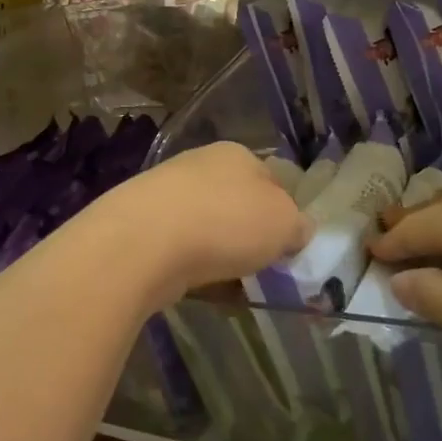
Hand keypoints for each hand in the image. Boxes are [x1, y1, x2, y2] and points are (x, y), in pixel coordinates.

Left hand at [82, 143, 311, 312]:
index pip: (272, 179)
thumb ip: (297, 225)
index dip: (284, 212)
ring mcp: (167, 192)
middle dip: (249, 233)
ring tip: (232, 283)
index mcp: (238, 154)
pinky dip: (193, 265)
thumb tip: (297, 230)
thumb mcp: (284, 223)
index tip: (288, 245)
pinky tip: (200, 286)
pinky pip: (182, 247)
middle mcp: (201, 164)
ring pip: (208, 225)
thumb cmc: (226, 221)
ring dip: (220, 251)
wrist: (145, 241)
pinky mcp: (144, 223)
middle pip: (237, 202)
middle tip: (262, 266)